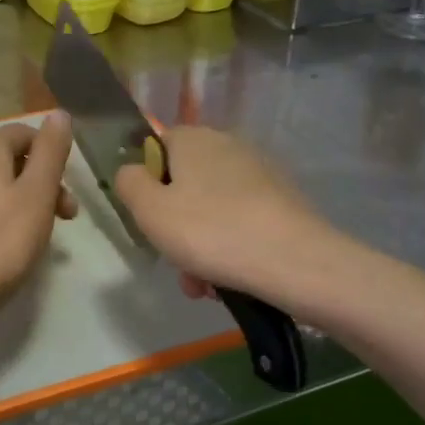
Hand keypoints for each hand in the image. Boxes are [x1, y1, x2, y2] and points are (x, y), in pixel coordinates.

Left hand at [0, 114, 76, 314]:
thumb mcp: (38, 191)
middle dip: (42, 182)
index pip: (25, 133)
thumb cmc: (4, 238)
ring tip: (39, 232)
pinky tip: (8, 241)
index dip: (52, 156)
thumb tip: (58, 114)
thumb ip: (51, 150)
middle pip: (9, 158)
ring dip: (23, 199)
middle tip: (65, 217)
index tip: (68, 192)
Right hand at [113, 125, 331, 302]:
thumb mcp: (149, 210)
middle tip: (176, 262)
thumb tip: (131, 171)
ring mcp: (260, 173)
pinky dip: (231, 247)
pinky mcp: (283, 201)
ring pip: (212, 208)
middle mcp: (228, 145)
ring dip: (200, 245)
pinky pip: (241, 221)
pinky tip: (231, 280)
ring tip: (203, 285)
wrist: (295, 261)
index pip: (157, 148)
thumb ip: (128, 183)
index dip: (147, 183)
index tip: (150, 218)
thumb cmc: (210, 232)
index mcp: (193, 139)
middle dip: (176, 225)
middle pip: (186, 183)